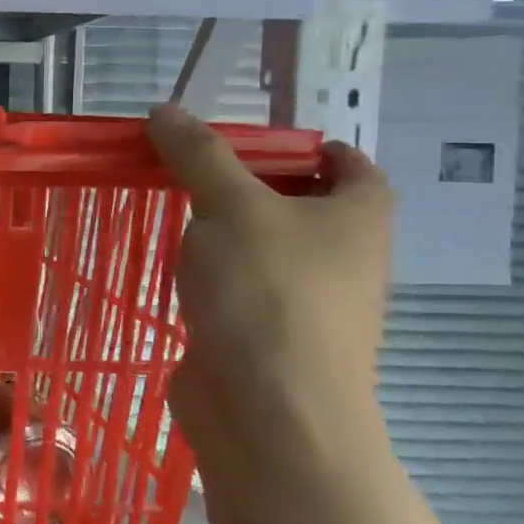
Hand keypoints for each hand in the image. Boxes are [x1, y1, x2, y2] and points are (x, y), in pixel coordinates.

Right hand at [147, 103, 396, 504]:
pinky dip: (212, 272)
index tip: (243, 139)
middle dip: (247, 182)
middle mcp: (344, 257)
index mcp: (359, 216)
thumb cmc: (266, 293)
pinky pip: (240, 287)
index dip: (302, 144)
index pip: (347, 162)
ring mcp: (306, 302)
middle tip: (189, 166)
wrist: (269, 412)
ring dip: (224, 229)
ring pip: (264, 247)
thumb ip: (197, 154)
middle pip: (299, 202)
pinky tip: (175, 267)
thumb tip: (164, 110)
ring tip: (170, 209)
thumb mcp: (230, 205)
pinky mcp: (266, 336)